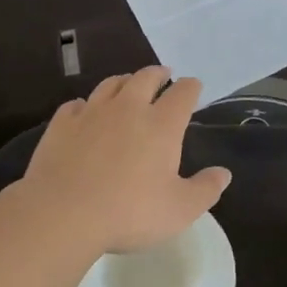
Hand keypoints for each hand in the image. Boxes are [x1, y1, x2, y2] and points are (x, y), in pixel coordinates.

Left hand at [18, 67, 230, 255]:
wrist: (62, 213)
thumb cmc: (129, 212)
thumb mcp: (179, 210)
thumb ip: (205, 189)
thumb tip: (223, 173)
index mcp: (161, 124)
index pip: (183, 93)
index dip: (191, 87)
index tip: (194, 87)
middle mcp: (128, 108)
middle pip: (145, 78)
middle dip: (158, 74)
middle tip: (163, 75)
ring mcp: (92, 112)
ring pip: (111, 84)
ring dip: (124, 81)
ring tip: (128, 84)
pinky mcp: (62, 124)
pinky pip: (76, 104)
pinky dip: (86, 104)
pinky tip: (84, 111)